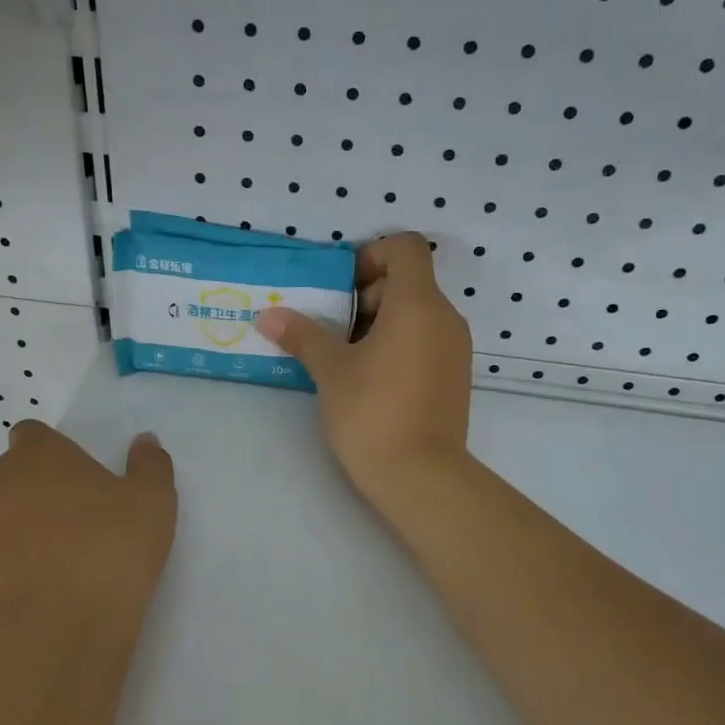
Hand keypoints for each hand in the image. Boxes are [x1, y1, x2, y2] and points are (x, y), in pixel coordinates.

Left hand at [0, 421, 176, 645]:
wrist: (57, 630)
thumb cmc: (110, 553)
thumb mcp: (153, 505)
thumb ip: (149, 465)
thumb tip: (145, 441)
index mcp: (39, 455)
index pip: (33, 436)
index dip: (51, 456)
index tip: (74, 486)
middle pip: (6, 479)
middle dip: (29, 498)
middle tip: (67, 534)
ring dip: (4, 534)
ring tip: (41, 573)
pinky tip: (13, 598)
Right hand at [256, 232, 472, 510]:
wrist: (421, 477)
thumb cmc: (372, 413)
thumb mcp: (331, 370)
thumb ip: (302, 335)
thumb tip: (268, 316)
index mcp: (418, 304)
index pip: (407, 247)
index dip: (372, 254)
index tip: (342, 288)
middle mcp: (446, 318)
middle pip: (410, 281)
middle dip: (368, 294)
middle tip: (335, 328)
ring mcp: (456, 349)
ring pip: (418, 314)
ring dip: (381, 322)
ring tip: (347, 358)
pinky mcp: (455, 377)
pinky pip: (427, 341)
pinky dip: (399, 345)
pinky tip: (371, 380)